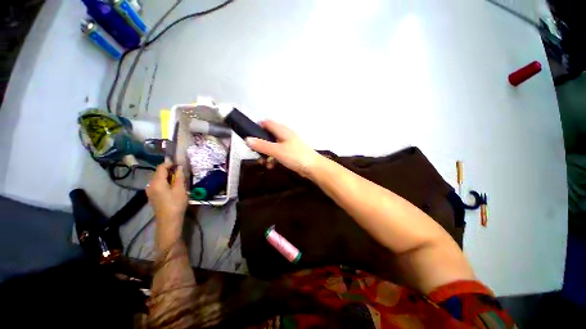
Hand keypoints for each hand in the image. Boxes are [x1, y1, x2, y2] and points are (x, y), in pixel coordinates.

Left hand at [146, 162, 187, 249]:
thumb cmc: (176, 204)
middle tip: (180, 170)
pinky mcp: (152, 196)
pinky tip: (172, 186)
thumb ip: (179, 177)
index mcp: (157, 182)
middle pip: (158, 173)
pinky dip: (164, 182)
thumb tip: (179, 167)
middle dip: (168, 169)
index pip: (161, 167)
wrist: (168, 221)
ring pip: (157, 179)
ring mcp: (150, 191)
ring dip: (167, 176)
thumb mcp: (180, 189)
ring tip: (178, 178)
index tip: (179, 162)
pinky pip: (157, 184)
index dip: (169, 163)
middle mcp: (150, 185)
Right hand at [246, 121, 320, 177]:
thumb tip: (247, 139)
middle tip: (255, 153)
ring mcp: (287, 144)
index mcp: (281, 130)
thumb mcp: (277, 151)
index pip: (266, 123)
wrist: (313, 167)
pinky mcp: (289, 153)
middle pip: (268, 136)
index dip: (257, 127)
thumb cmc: (295, 156)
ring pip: (272, 147)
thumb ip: (262, 145)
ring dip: (266, 154)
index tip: (249, 137)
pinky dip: (273, 159)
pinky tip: (271, 166)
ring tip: (264, 163)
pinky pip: (278, 154)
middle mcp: (284, 135)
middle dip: (260, 145)